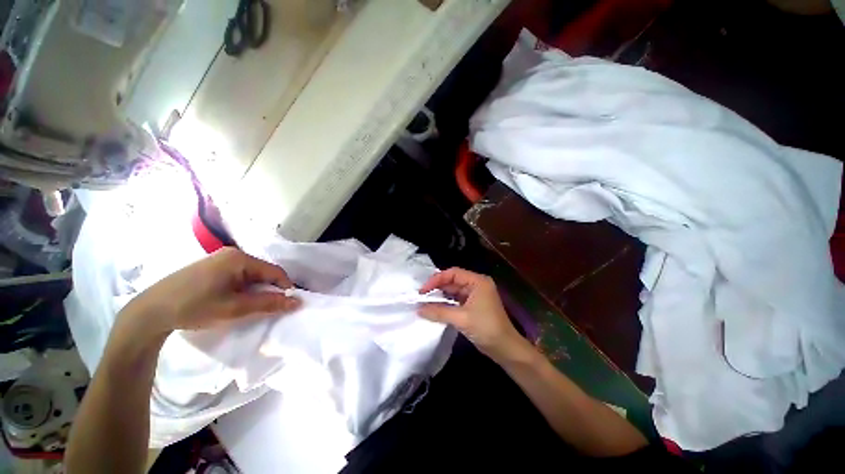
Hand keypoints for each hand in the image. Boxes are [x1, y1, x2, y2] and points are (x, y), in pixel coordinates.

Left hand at [117, 248, 301, 339]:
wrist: (149, 311)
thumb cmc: (194, 307)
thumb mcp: (234, 308)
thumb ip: (268, 304)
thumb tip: (298, 302)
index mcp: (240, 258)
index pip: (275, 271)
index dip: (285, 288)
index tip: (289, 305)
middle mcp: (233, 254)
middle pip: (263, 272)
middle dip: (269, 290)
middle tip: (269, 308)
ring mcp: (220, 259)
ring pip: (251, 275)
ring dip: (256, 290)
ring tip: (252, 306)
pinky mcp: (212, 267)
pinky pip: (238, 275)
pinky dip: (244, 288)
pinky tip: (236, 300)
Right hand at [418, 268, 529, 361]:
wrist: (506, 349)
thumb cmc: (486, 328)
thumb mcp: (461, 318)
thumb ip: (439, 312)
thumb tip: (418, 309)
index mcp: (477, 281)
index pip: (453, 273)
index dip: (436, 279)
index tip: (423, 290)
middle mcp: (476, 285)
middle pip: (452, 281)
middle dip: (437, 288)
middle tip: (421, 297)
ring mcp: (475, 296)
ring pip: (453, 292)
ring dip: (440, 297)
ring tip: (425, 303)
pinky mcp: (473, 306)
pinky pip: (456, 301)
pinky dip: (446, 304)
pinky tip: (435, 309)